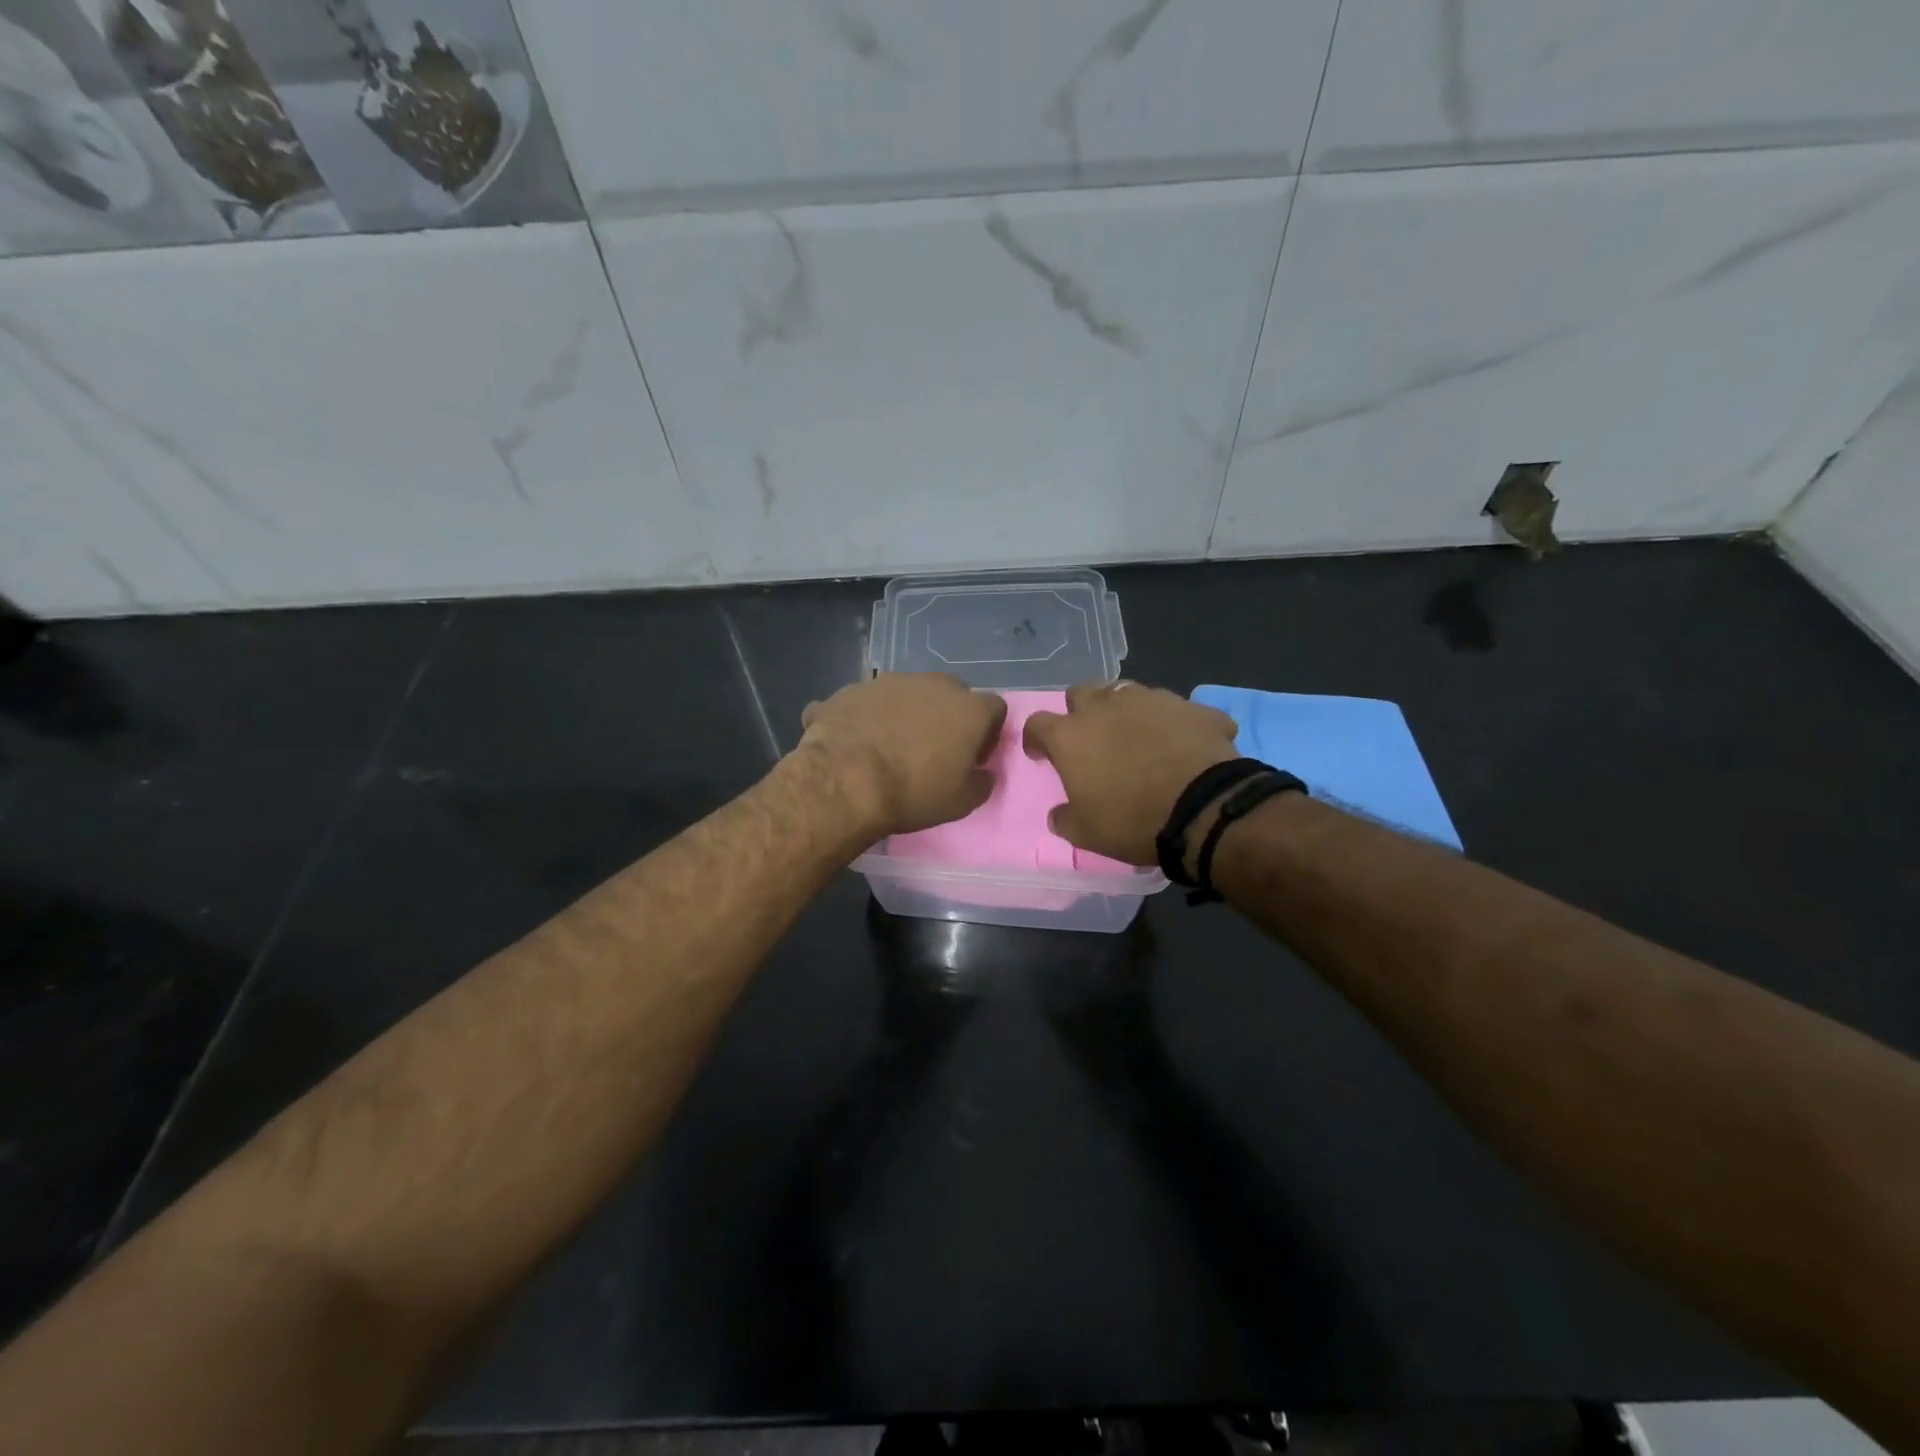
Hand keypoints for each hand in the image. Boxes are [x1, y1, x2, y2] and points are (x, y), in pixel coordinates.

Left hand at [798, 673, 1007, 836]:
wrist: (844, 779)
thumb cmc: (913, 792)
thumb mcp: (960, 803)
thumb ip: (981, 784)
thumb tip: (984, 774)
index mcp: (968, 709)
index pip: (995, 708)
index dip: (988, 732)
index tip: (973, 756)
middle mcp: (934, 684)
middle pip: (952, 694)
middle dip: (948, 716)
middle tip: (934, 749)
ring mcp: (891, 681)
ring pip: (910, 693)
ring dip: (908, 713)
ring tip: (892, 745)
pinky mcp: (854, 688)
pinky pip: (872, 701)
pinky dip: (872, 717)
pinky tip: (859, 742)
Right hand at [1024, 682, 1237, 865]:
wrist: (1204, 809)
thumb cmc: (1133, 820)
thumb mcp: (1086, 834)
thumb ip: (1065, 819)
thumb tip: (1058, 814)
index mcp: (1071, 736)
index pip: (1037, 724)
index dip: (1037, 739)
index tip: (1042, 755)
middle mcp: (1105, 706)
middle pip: (1081, 693)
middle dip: (1081, 712)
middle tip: (1092, 739)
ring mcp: (1151, 699)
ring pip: (1127, 692)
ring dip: (1125, 711)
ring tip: (1139, 738)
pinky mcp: (1191, 707)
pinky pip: (1177, 709)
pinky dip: (1175, 723)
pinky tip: (1185, 744)